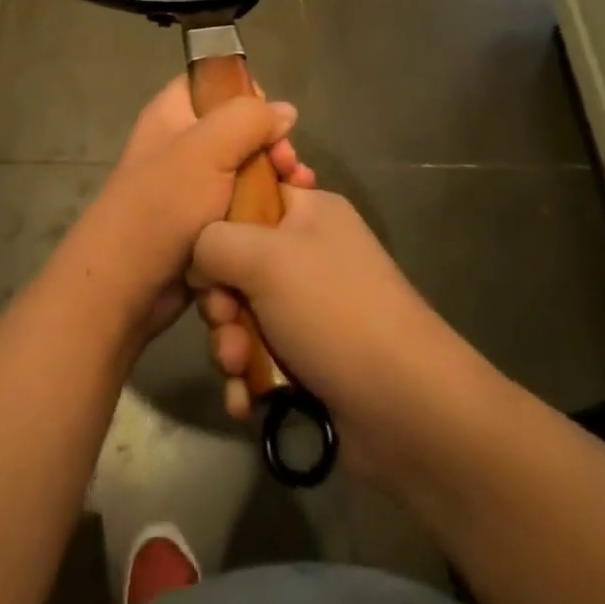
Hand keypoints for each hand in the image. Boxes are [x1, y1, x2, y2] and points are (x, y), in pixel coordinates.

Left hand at [61, 77, 310, 338]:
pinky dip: (265, 207)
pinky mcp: (205, 222)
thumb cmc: (162, 206)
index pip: (215, 82)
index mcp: (173, 113)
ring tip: (299, 191)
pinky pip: (242, 204)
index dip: (248, 95)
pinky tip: (287, 216)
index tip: (271, 122)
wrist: (127, 286)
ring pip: (246, 169)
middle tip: (289, 166)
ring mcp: (193, 185)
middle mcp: (182, 143)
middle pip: (239, 128)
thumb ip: (249, 119)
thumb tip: (285, 111)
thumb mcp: (207, 149)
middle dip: (271, 144)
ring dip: (275, 178)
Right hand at [190, 183, 461, 478]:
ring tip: (238, 369)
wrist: (404, 407)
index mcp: (309, 212)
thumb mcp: (264, 256)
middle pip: (237, 262)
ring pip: (243, 315)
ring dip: (230, 345)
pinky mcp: (310, 358)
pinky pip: (260, 357)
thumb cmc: (333, 310)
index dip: (218, 223)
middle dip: (221, 300)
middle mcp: (310, 253)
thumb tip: (200, 262)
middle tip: (225, 322)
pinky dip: (248, 378)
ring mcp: (311, 308)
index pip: (248, 195)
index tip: (203, 254)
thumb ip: (212, 241)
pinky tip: (246, 401)